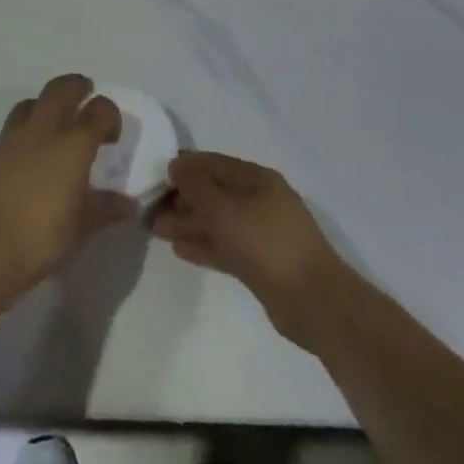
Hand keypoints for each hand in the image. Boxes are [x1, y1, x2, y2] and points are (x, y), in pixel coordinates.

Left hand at [0, 75, 137, 294]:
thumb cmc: (42, 237)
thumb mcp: (82, 226)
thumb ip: (106, 208)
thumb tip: (129, 205)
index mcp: (73, 144)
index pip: (99, 110)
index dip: (110, 114)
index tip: (112, 134)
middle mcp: (43, 130)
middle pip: (61, 89)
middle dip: (76, 87)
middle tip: (84, 96)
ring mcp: (11, 138)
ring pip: (29, 103)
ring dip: (44, 105)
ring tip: (51, 123)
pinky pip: (6, 132)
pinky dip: (19, 136)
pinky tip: (22, 157)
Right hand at [154, 151, 350, 347]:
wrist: (314, 301)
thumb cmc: (266, 243)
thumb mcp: (224, 209)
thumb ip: (196, 185)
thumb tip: (176, 163)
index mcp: (257, 178)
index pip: (214, 163)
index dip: (184, 167)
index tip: (154, 176)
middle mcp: (260, 200)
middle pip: (215, 192)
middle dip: (183, 198)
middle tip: (150, 208)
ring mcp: (262, 232)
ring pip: (218, 221)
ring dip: (189, 223)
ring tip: (156, 229)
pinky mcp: (261, 263)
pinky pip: (225, 245)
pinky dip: (204, 244)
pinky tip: (179, 250)